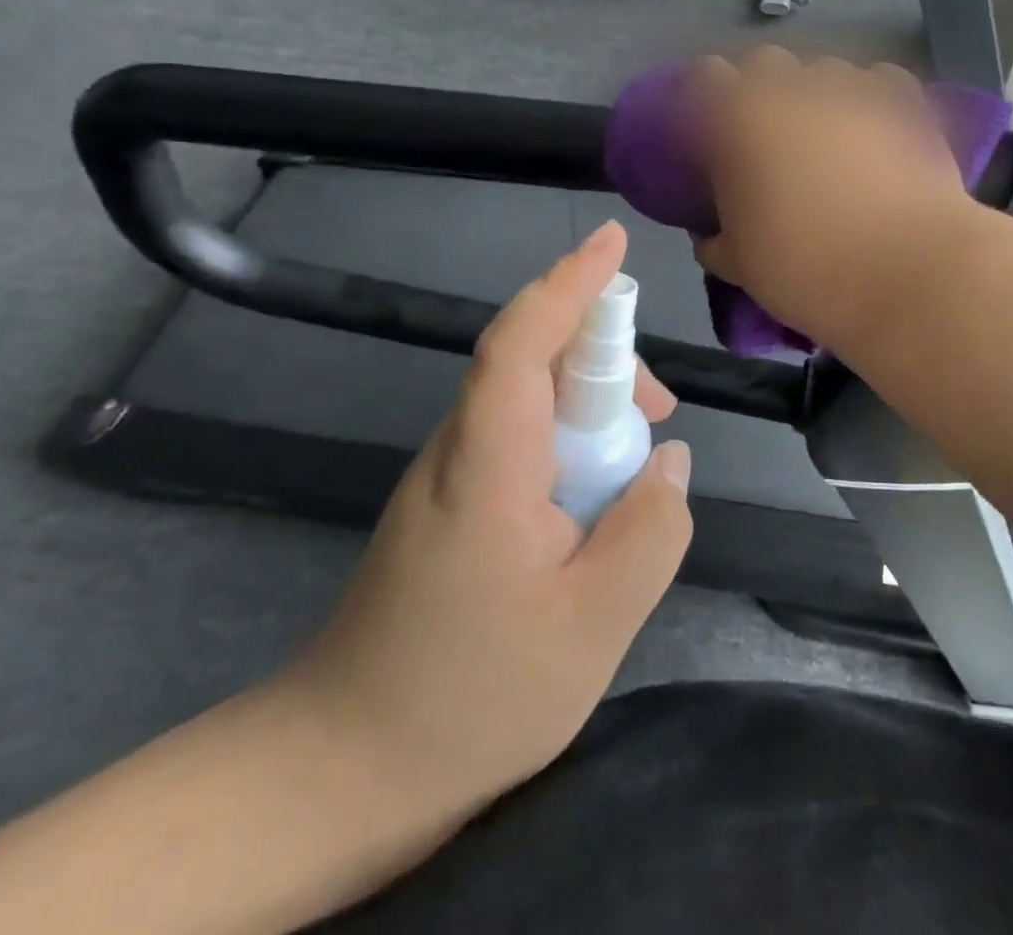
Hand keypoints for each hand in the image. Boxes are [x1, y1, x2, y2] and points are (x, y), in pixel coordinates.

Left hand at [281, 221, 691, 832]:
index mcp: (488, 465)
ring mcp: (449, 477)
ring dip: (592, 408)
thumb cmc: (470, 698)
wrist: (343, 771)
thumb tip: (669, 460)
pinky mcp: (452, 504)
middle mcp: (461, 451)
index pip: (522, 343)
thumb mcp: (593, 626)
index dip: (568, 284)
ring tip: (640, 468)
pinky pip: (521, 441)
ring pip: (529, 402)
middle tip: (661, 410)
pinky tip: (596, 501)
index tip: (612, 241)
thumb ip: (649, 532)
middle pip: (532, 362)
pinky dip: (571, 444)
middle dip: (604, 359)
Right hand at [687, 48, 980, 345]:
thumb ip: (715, 241)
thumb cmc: (808, 269)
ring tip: (829, 142)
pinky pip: (877, 82)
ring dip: (815, 97)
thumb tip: (710, 234)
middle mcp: (793, 86)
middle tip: (768, 142)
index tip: (713, 137)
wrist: (910, 271)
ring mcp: (853, 86)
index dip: (706, 102)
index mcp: (740, 117)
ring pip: (822, 71)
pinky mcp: (905, 100)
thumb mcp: (741, 266)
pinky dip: (869, 100)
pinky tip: (876, 133)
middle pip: (764, 64)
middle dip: (760, 93)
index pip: (705, 77)